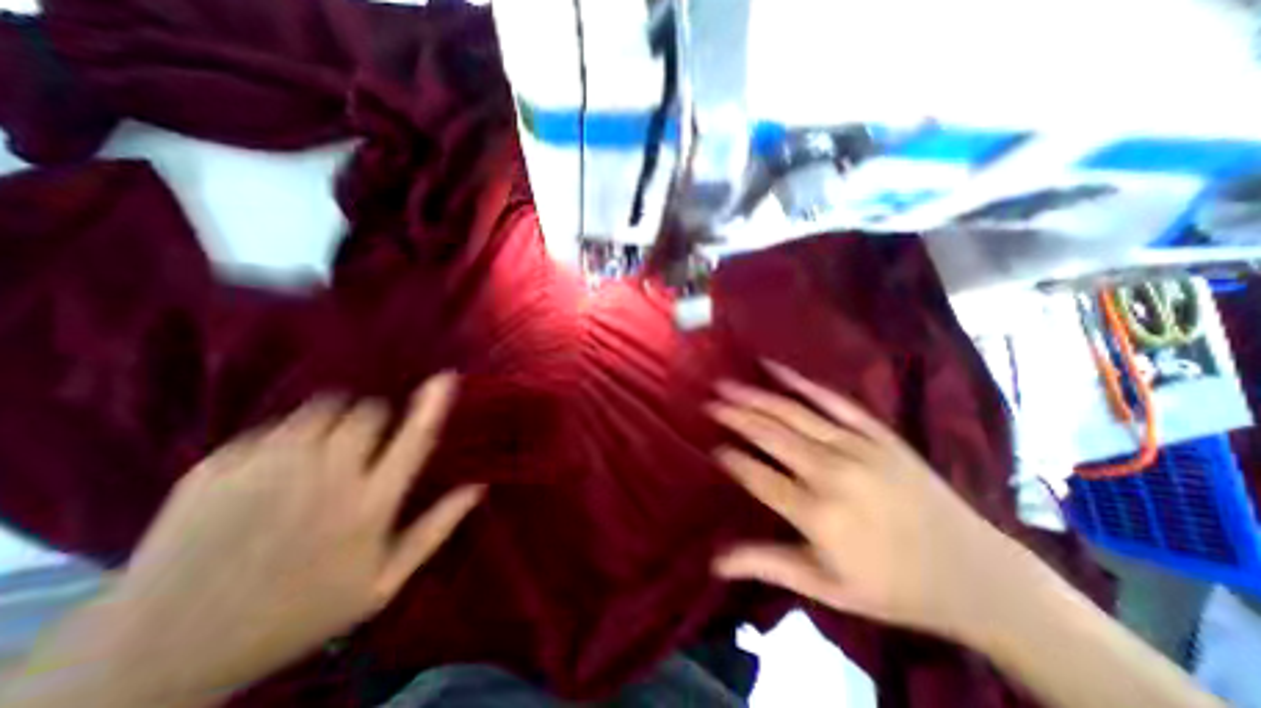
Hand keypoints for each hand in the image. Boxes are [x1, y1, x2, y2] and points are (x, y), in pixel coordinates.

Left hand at [79, 375, 479, 704]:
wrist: (157, 658)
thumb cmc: (296, 615)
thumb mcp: (381, 584)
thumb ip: (435, 530)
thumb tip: (477, 488)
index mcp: (369, 505)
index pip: (414, 438)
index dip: (433, 404)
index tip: (446, 377)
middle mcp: (324, 477)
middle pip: (367, 411)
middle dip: (376, 419)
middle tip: (367, 446)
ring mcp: (266, 469)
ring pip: (321, 409)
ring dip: (336, 421)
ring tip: (325, 450)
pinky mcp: (217, 468)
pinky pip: (272, 427)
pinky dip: (287, 437)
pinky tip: (275, 468)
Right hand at [707, 364, 1032, 640]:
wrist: (976, 574)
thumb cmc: (892, 586)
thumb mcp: (826, 586)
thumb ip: (767, 565)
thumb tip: (714, 561)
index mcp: (817, 514)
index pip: (757, 476)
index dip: (731, 459)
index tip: (712, 446)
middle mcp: (832, 473)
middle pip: (771, 436)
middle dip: (735, 416)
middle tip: (709, 402)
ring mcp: (857, 447)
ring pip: (793, 414)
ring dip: (756, 397)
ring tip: (728, 385)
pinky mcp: (877, 433)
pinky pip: (833, 400)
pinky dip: (801, 382)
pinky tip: (776, 368)